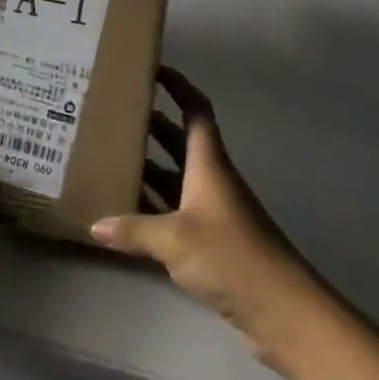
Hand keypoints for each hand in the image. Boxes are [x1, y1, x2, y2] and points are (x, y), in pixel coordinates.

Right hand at [92, 67, 315, 360]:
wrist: (283, 310)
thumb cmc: (231, 256)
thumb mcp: (174, 239)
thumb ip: (133, 230)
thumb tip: (95, 225)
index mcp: (208, 164)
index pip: (195, 110)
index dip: (177, 86)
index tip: (152, 69)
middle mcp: (210, 179)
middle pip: (178, 141)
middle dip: (150, 124)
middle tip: (113, 114)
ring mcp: (211, 211)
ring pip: (174, 176)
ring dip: (147, 165)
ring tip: (108, 156)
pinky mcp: (211, 241)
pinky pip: (174, 211)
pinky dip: (151, 206)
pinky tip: (124, 211)